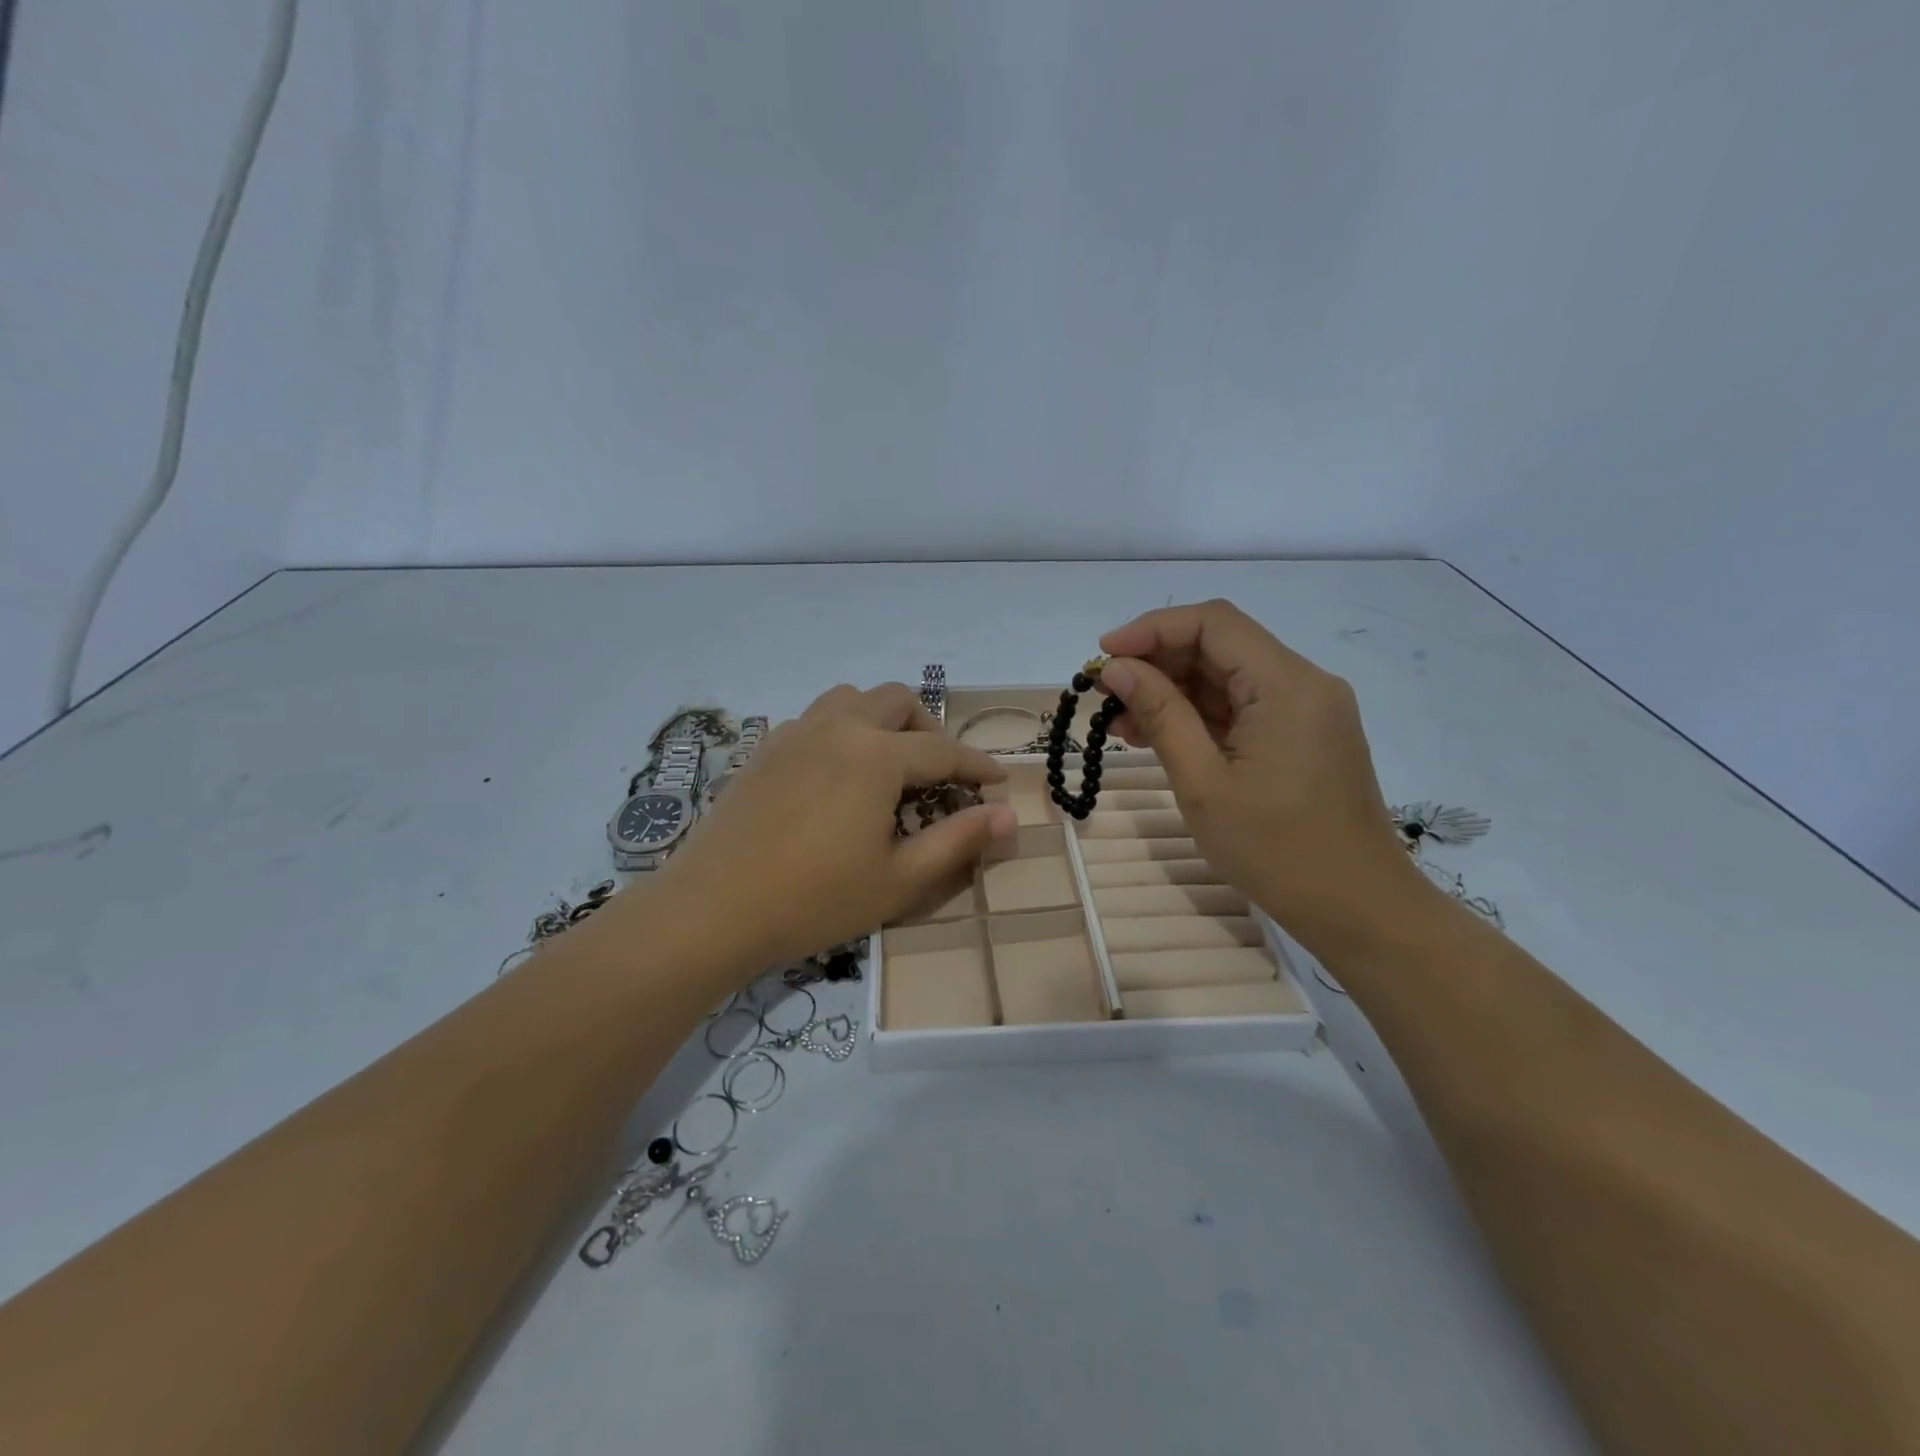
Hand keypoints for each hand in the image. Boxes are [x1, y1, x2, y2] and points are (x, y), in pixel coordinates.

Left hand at [657, 684, 1016, 972]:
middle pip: (896, 701)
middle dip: (929, 730)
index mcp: (876, 755)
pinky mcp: (764, 750)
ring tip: (889, 764)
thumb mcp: (900, 880)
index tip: (1000, 781)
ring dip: (881, 719)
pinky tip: (837, 775)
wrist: (713, 910)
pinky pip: (814, 719)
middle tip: (940, 774)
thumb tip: (1009, 815)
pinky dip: (841, 730)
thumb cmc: (815, 899)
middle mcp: (837, 728)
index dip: (978, 766)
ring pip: (850, 698)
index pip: (943, 752)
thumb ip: (958, 841)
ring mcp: (794, 734)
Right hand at [1097, 600, 1431, 945]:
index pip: (1212, 623)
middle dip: (1157, 662)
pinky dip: (1199, 714)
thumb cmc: (1276, 850)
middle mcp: (1304, 682)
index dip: (1151, 629)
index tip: (1103, 655)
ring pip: (1229, 676)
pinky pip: (1244, 706)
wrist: (1358, 909)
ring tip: (1121, 722)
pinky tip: (1158, 736)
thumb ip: (1160, 715)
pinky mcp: (1305, 734)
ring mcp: (1308, 709)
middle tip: (1106, 694)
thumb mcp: (1202, 783)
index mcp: (1286, 685)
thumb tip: (1116, 669)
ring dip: (1174, 690)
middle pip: (1220, 645)